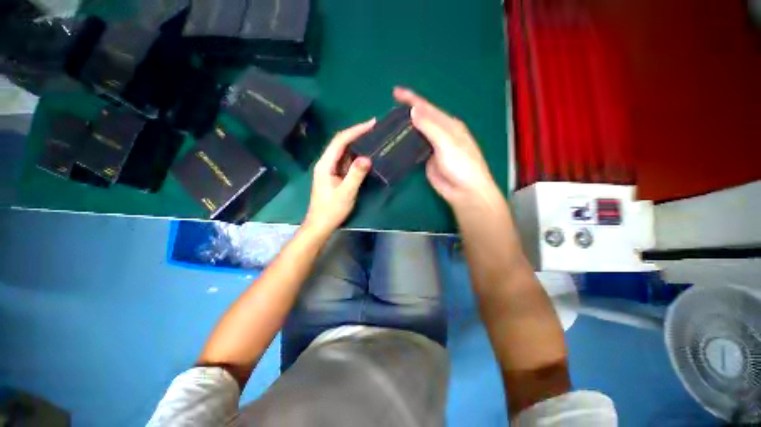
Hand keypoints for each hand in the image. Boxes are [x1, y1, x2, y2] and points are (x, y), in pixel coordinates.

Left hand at [304, 119, 374, 234]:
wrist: (321, 224)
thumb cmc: (331, 210)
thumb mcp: (346, 193)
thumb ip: (355, 175)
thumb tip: (367, 158)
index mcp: (325, 164)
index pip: (340, 141)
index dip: (355, 130)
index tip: (371, 124)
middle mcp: (326, 163)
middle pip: (341, 143)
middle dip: (357, 134)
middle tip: (375, 128)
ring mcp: (330, 169)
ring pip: (344, 152)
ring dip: (357, 144)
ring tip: (373, 138)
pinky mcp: (335, 176)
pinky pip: (346, 161)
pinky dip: (356, 156)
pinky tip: (366, 155)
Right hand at [393, 87, 498, 208]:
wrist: (464, 191)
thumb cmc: (461, 164)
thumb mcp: (447, 143)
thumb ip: (430, 127)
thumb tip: (413, 111)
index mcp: (449, 125)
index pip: (428, 108)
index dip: (412, 99)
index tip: (395, 92)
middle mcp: (440, 133)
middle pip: (421, 120)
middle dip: (406, 113)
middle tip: (388, 113)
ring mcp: (432, 148)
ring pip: (416, 135)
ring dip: (404, 130)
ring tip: (388, 126)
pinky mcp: (426, 161)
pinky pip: (414, 150)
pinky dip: (405, 145)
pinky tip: (396, 143)